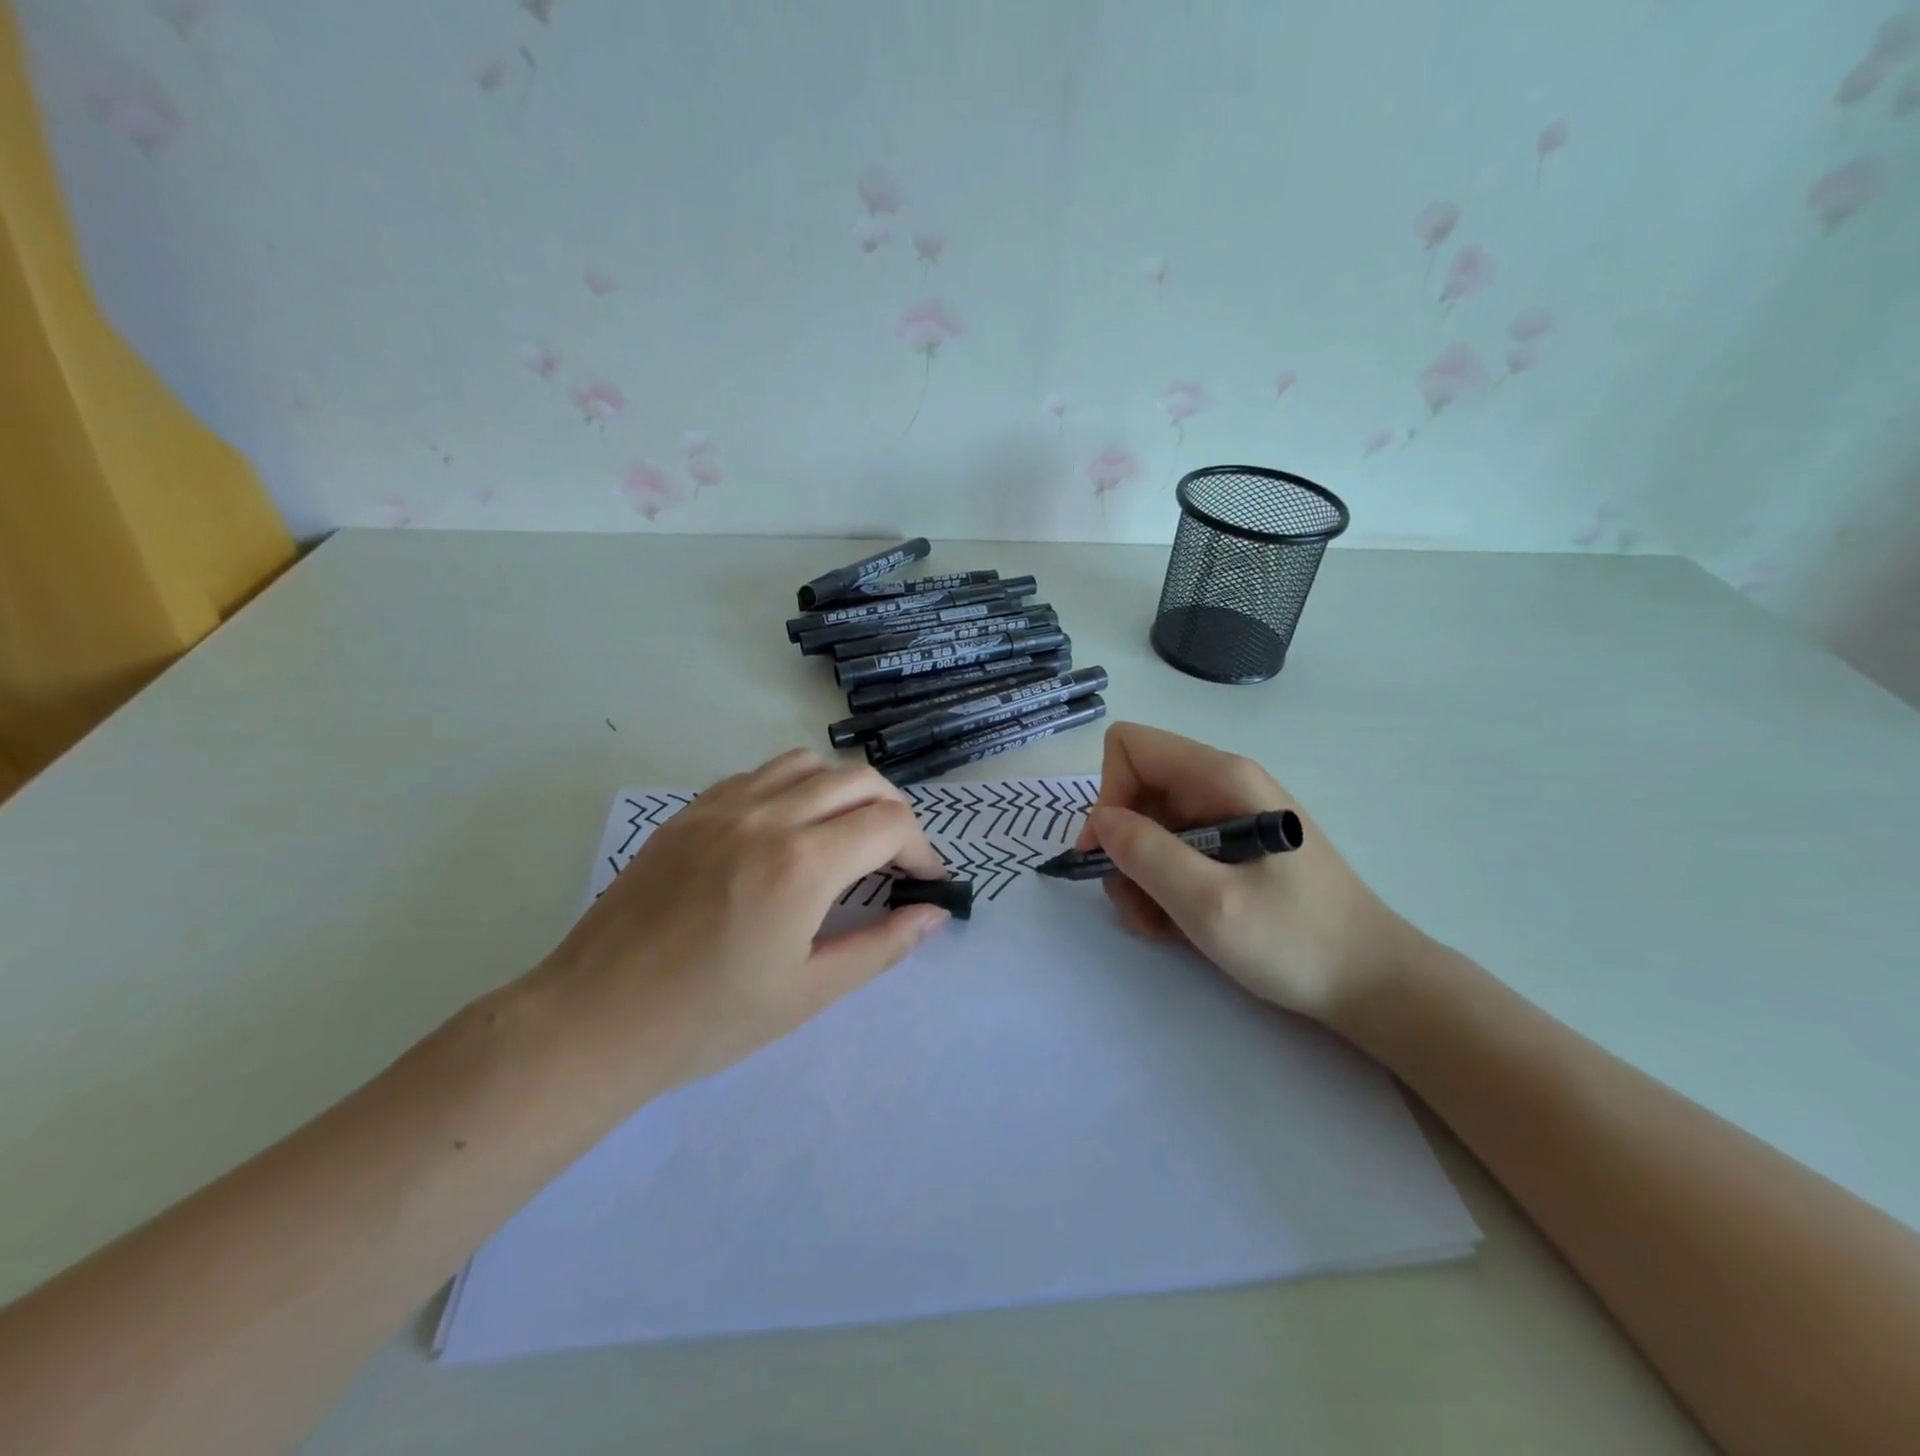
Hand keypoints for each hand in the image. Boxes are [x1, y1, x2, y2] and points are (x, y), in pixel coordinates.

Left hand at [538, 750, 949, 1090]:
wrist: (593, 1020)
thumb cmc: (708, 1020)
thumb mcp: (809, 992)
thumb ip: (883, 945)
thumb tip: (934, 913)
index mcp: (803, 863)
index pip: (890, 824)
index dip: (923, 849)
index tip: (927, 882)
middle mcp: (767, 815)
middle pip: (858, 779)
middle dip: (894, 813)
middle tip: (897, 858)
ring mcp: (722, 806)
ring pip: (808, 764)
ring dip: (844, 791)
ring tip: (846, 836)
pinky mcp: (689, 812)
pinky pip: (758, 775)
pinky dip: (793, 788)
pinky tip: (786, 832)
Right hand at [1080, 722, 1415, 1024]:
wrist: (1373, 981)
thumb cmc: (1297, 941)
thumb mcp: (1211, 903)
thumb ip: (1147, 854)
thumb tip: (1100, 820)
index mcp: (1221, 777)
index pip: (1130, 747)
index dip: (1108, 795)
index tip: (1109, 854)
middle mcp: (1222, 783)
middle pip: (1136, 787)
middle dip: (1122, 846)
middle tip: (1136, 904)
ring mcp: (1229, 813)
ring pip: (1149, 823)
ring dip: (1139, 873)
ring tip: (1159, 923)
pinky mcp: (1233, 844)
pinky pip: (1174, 847)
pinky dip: (1161, 883)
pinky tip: (1177, 921)